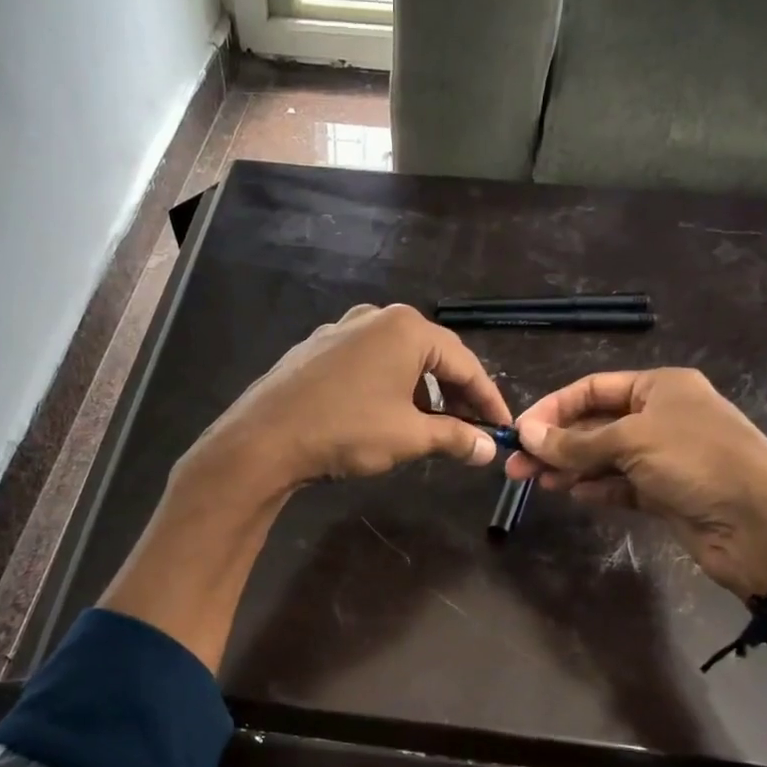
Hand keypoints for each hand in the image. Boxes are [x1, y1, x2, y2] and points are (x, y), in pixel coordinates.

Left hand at [189, 303, 512, 494]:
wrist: (265, 438)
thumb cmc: (347, 431)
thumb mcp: (409, 437)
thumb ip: (454, 437)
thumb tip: (487, 449)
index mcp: (407, 329)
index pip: (465, 363)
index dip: (488, 399)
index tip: (502, 428)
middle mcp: (376, 318)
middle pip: (432, 355)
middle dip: (455, 394)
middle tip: (471, 429)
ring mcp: (342, 329)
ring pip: (398, 359)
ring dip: (421, 392)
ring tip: (430, 427)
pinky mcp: (318, 348)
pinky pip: (368, 363)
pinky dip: (388, 386)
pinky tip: (385, 414)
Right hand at [506, 369, 766, 598]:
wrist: (761, 526)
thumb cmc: (698, 463)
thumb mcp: (632, 442)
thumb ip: (576, 442)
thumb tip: (526, 435)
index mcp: (660, 387)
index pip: (592, 389)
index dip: (553, 408)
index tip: (520, 431)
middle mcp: (661, 416)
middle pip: (594, 424)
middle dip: (555, 443)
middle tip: (515, 467)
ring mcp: (664, 456)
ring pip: (604, 457)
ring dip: (570, 467)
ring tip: (536, 482)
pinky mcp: (666, 492)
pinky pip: (620, 485)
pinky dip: (596, 488)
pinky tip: (573, 494)